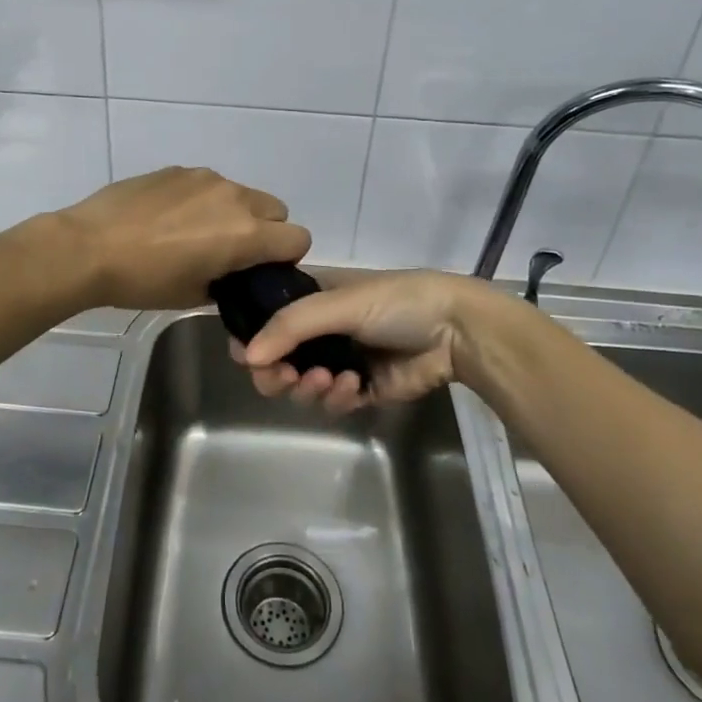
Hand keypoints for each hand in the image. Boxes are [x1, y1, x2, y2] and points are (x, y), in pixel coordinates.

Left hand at [50, 167, 310, 310]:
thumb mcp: (193, 295)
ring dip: (233, 213)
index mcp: (245, 234)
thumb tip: (232, 275)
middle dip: (265, 231)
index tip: (260, 270)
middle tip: (231, 252)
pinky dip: (202, 201)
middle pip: (276, 210)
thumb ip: (227, 282)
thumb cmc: (143, 281)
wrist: (89, 247)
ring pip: (241, 194)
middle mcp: (234, 198)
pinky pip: (208, 185)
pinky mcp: (178, 169)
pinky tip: (168, 218)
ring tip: (193, 234)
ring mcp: (205, 178)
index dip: (285, 258)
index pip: (298, 239)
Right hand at [233, 269, 483, 414]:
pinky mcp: (361, 389)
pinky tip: (354, 386)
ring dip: (308, 387)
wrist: (455, 331)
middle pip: (277, 360)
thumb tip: (246, 357)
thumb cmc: (396, 302)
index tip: (246, 355)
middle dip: (275, 372)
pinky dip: (338, 397)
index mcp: (311, 299)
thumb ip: (291, 326)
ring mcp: (339, 360)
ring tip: (329, 379)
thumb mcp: (339, 303)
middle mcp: (319, 330)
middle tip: (284, 377)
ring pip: (301, 386)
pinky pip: (332, 402)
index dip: (252, 339)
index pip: (266, 319)